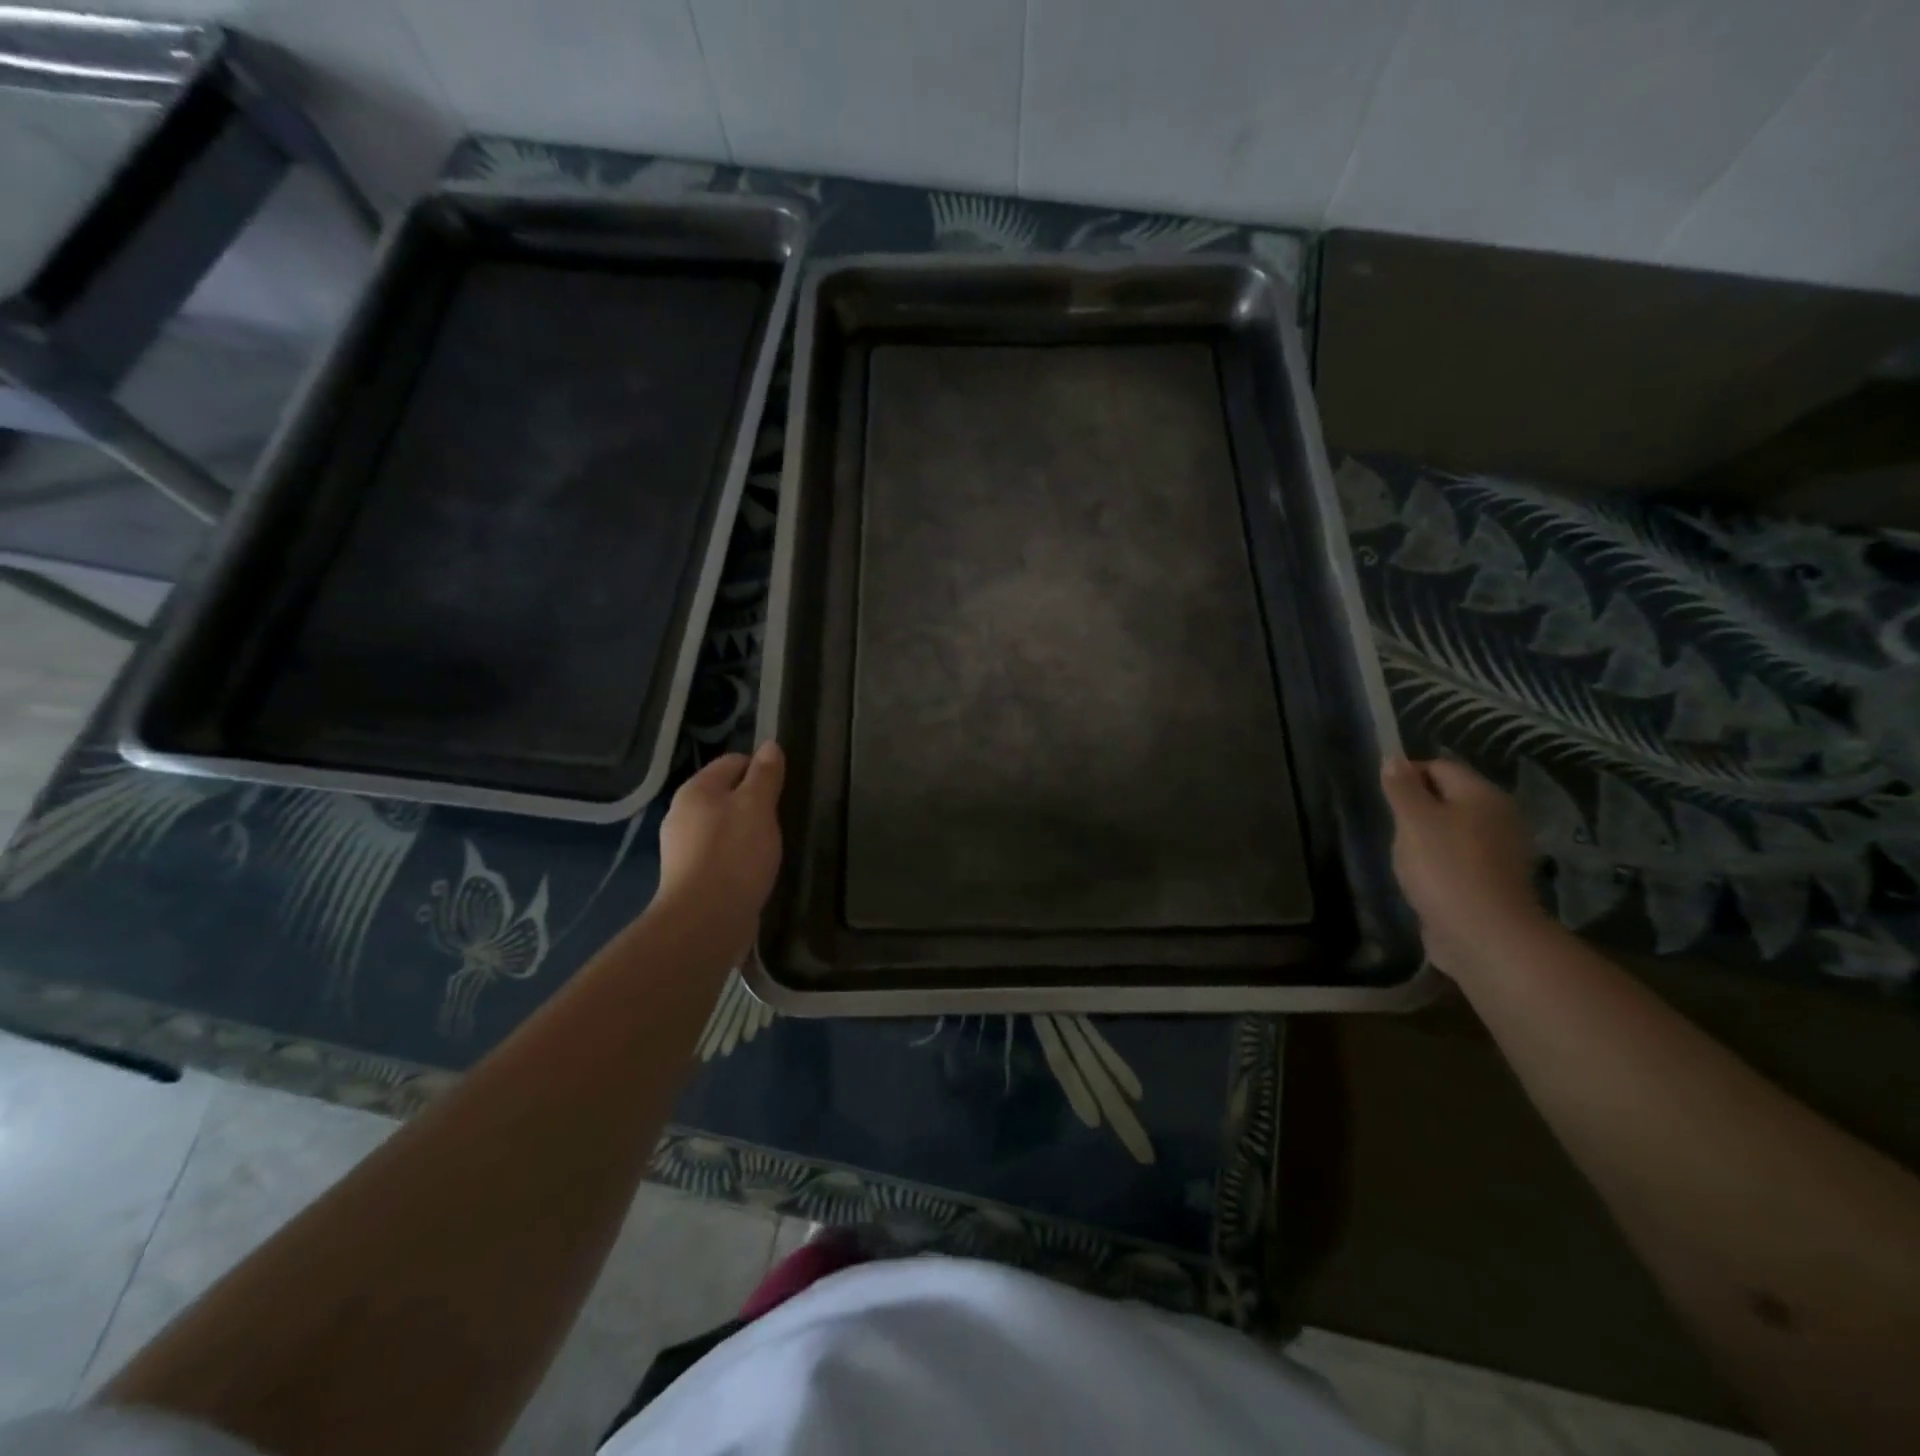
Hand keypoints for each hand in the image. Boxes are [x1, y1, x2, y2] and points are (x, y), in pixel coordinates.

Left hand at [655, 743, 784, 950]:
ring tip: (769, 847)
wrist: (705, 920)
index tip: (783, 789)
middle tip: (779, 819)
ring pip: (722, 825)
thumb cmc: (735, 854)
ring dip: (746, 831)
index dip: (761, 770)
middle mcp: (682, 813)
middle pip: (726, 794)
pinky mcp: (689, 876)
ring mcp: (682, 847)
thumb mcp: (758, 806)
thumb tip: (770, 746)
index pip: (733, 761)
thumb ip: (765, 775)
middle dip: (753, 803)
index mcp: (696, 789)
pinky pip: (718, 853)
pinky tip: (752, 870)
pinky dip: (736, 856)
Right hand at [1380, 756, 1547, 977]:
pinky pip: (1460, 858)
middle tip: (1391, 827)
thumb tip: (1394, 759)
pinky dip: (1440, 862)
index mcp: (1482, 795)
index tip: (1382, 797)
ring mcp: (1501, 852)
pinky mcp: (1494, 881)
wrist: (1483, 935)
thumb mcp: (1413, 821)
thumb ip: (1402, 788)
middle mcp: (1499, 817)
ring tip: (1403, 855)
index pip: (1439, 767)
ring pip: (1454, 830)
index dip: (1407, 775)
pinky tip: (1423, 877)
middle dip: (1417, 808)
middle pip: (1449, 798)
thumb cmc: (1444, 867)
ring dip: (1427, 837)